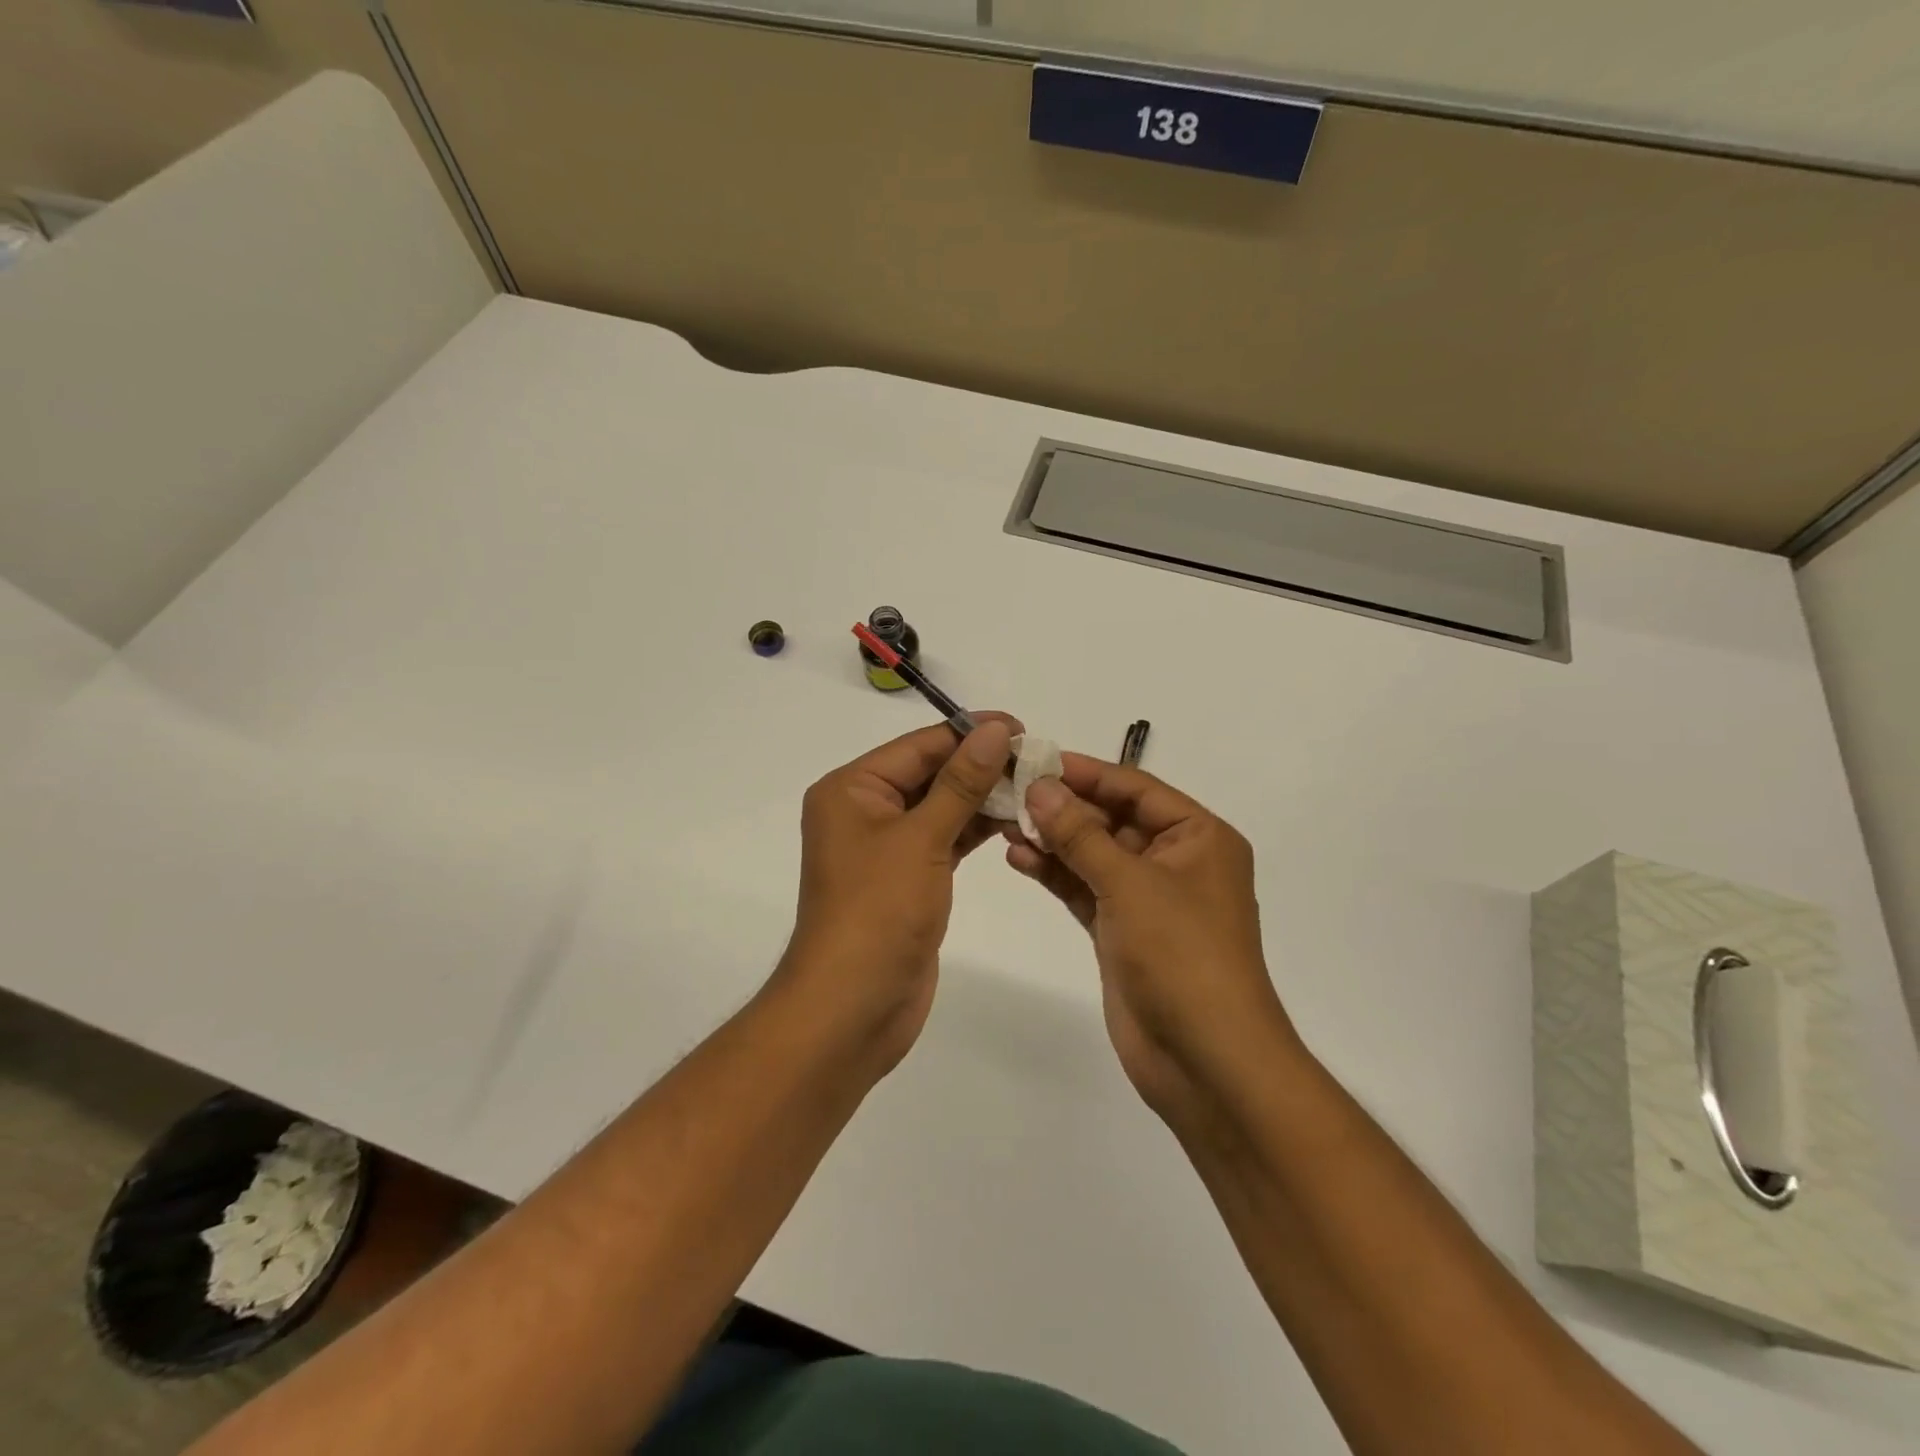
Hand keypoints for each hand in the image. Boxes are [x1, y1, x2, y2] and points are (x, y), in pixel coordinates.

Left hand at [777, 714, 1020, 1070]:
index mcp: (852, 789)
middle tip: (1039, 761)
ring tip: (1037, 789)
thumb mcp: (922, 838)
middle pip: (930, 773)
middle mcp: (865, 810)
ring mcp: (886, 847)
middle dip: (982, 766)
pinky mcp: (908, 878)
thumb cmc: (878, 911)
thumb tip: (996, 729)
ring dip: (984, 798)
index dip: (970, 733)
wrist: (853, 1006)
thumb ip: (962, 782)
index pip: (919, 746)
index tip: (1023, 728)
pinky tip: (1015, 822)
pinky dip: (976, 830)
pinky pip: (945, 839)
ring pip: (942, 807)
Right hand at [1007, 755, 1295, 1121]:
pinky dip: (1056, 873)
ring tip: (1004, 822)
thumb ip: (1081, 833)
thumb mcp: (1129, 883)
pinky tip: (1019, 857)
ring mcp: (1148, 899)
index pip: (1135, 788)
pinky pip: (1085, 889)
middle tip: (1009, 791)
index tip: (1035, 759)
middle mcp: (1176, 861)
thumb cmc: (1182, 955)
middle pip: (1112, 819)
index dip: (1085, 772)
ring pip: (1094, 854)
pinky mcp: (1123, 932)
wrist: (1206, 1059)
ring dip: (1054, 839)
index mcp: (1198, 837)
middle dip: (1063, 807)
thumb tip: (1041, 786)